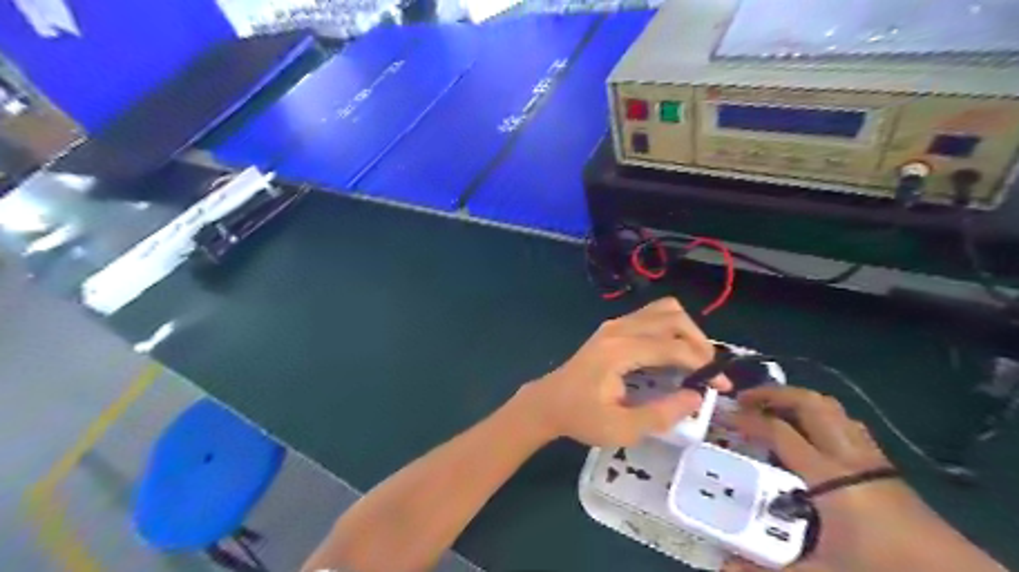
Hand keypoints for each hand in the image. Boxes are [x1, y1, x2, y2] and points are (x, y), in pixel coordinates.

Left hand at [518, 298, 732, 447]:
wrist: (548, 403)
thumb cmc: (581, 418)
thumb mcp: (621, 429)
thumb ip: (661, 414)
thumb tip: (696, 397)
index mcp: (619, 351)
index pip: (672, 346)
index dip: (702, 364)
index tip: (721, 386)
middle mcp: (619, 329)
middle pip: (672, 316)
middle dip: (698, 341)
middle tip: (708, 372)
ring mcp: (614, 325)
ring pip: (662, 310)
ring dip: (686, 331)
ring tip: (695, 361)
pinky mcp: (613, 328)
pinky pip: (651, 316)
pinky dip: (671, 329)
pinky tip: (673, 354)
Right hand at [729, 386, 965, 569]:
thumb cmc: (881, 567)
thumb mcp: (821, 571)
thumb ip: (769, 568)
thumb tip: (724, 566)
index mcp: (828, 476)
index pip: (779, 431)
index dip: (748, 419)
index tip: (725, 415)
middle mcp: (847, 455)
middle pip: (809, 403)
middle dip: (773, 394)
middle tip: (746, 400)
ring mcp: (868, 455)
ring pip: (831, 407)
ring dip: (797, 399)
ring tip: (772, 408)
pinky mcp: (882, 462)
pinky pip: (845, 422)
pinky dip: (820, 414)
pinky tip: (810, 431)